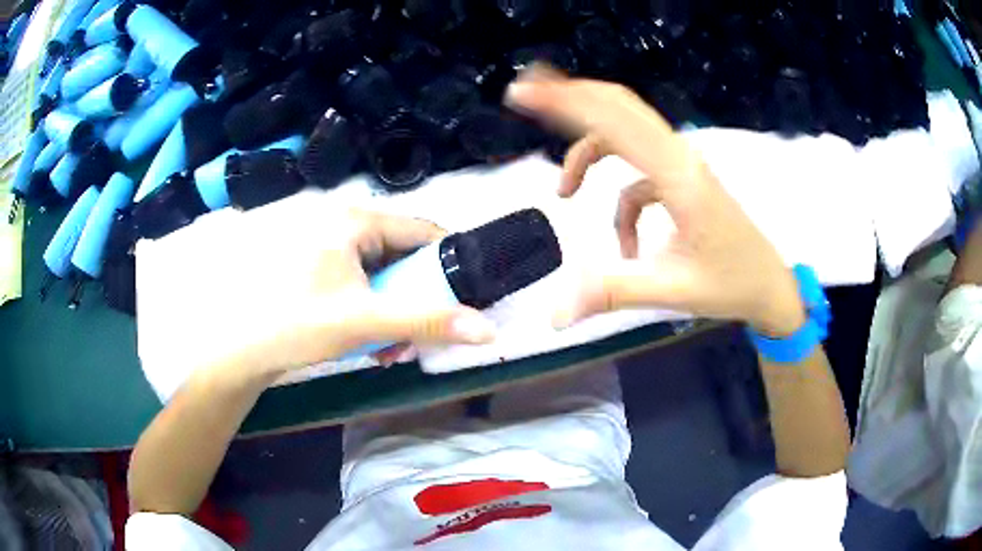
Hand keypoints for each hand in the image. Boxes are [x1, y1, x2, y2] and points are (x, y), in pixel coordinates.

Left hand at [199, 208, 495, 384]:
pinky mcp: (314, 268)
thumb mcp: (366, 323)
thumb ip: (428, 323)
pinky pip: (358, 282)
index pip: (422, 229)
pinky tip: (366, 341)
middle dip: (414, 299)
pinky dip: (369, 310)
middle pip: (401, 255)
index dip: (448, 262)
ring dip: (392, 311)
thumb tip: (489, 331)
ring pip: (379, 273)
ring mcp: (325, 246)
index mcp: (354, 220)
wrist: (239, 350)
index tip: (463, 297)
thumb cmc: (297, 325)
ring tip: (388, 349)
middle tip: (417, 337)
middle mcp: (341, 224)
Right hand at [506, 67, 805, 336]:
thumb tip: (553, 314)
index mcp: (679, 177)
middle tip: (526, 96)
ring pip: (625, 137)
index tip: (522, 94)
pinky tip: (627, 248)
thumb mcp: (672, 291)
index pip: (615, 121)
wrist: (771, 286)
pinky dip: (622, 205)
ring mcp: (682, 168)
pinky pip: (639, 178)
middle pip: (619, 108)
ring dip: (590, 157)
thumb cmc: (731, 284)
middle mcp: (680, 159)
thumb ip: (611, 293)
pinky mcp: (683, 182)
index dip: (565, 100)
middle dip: (570, 98)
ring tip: (565, 193)